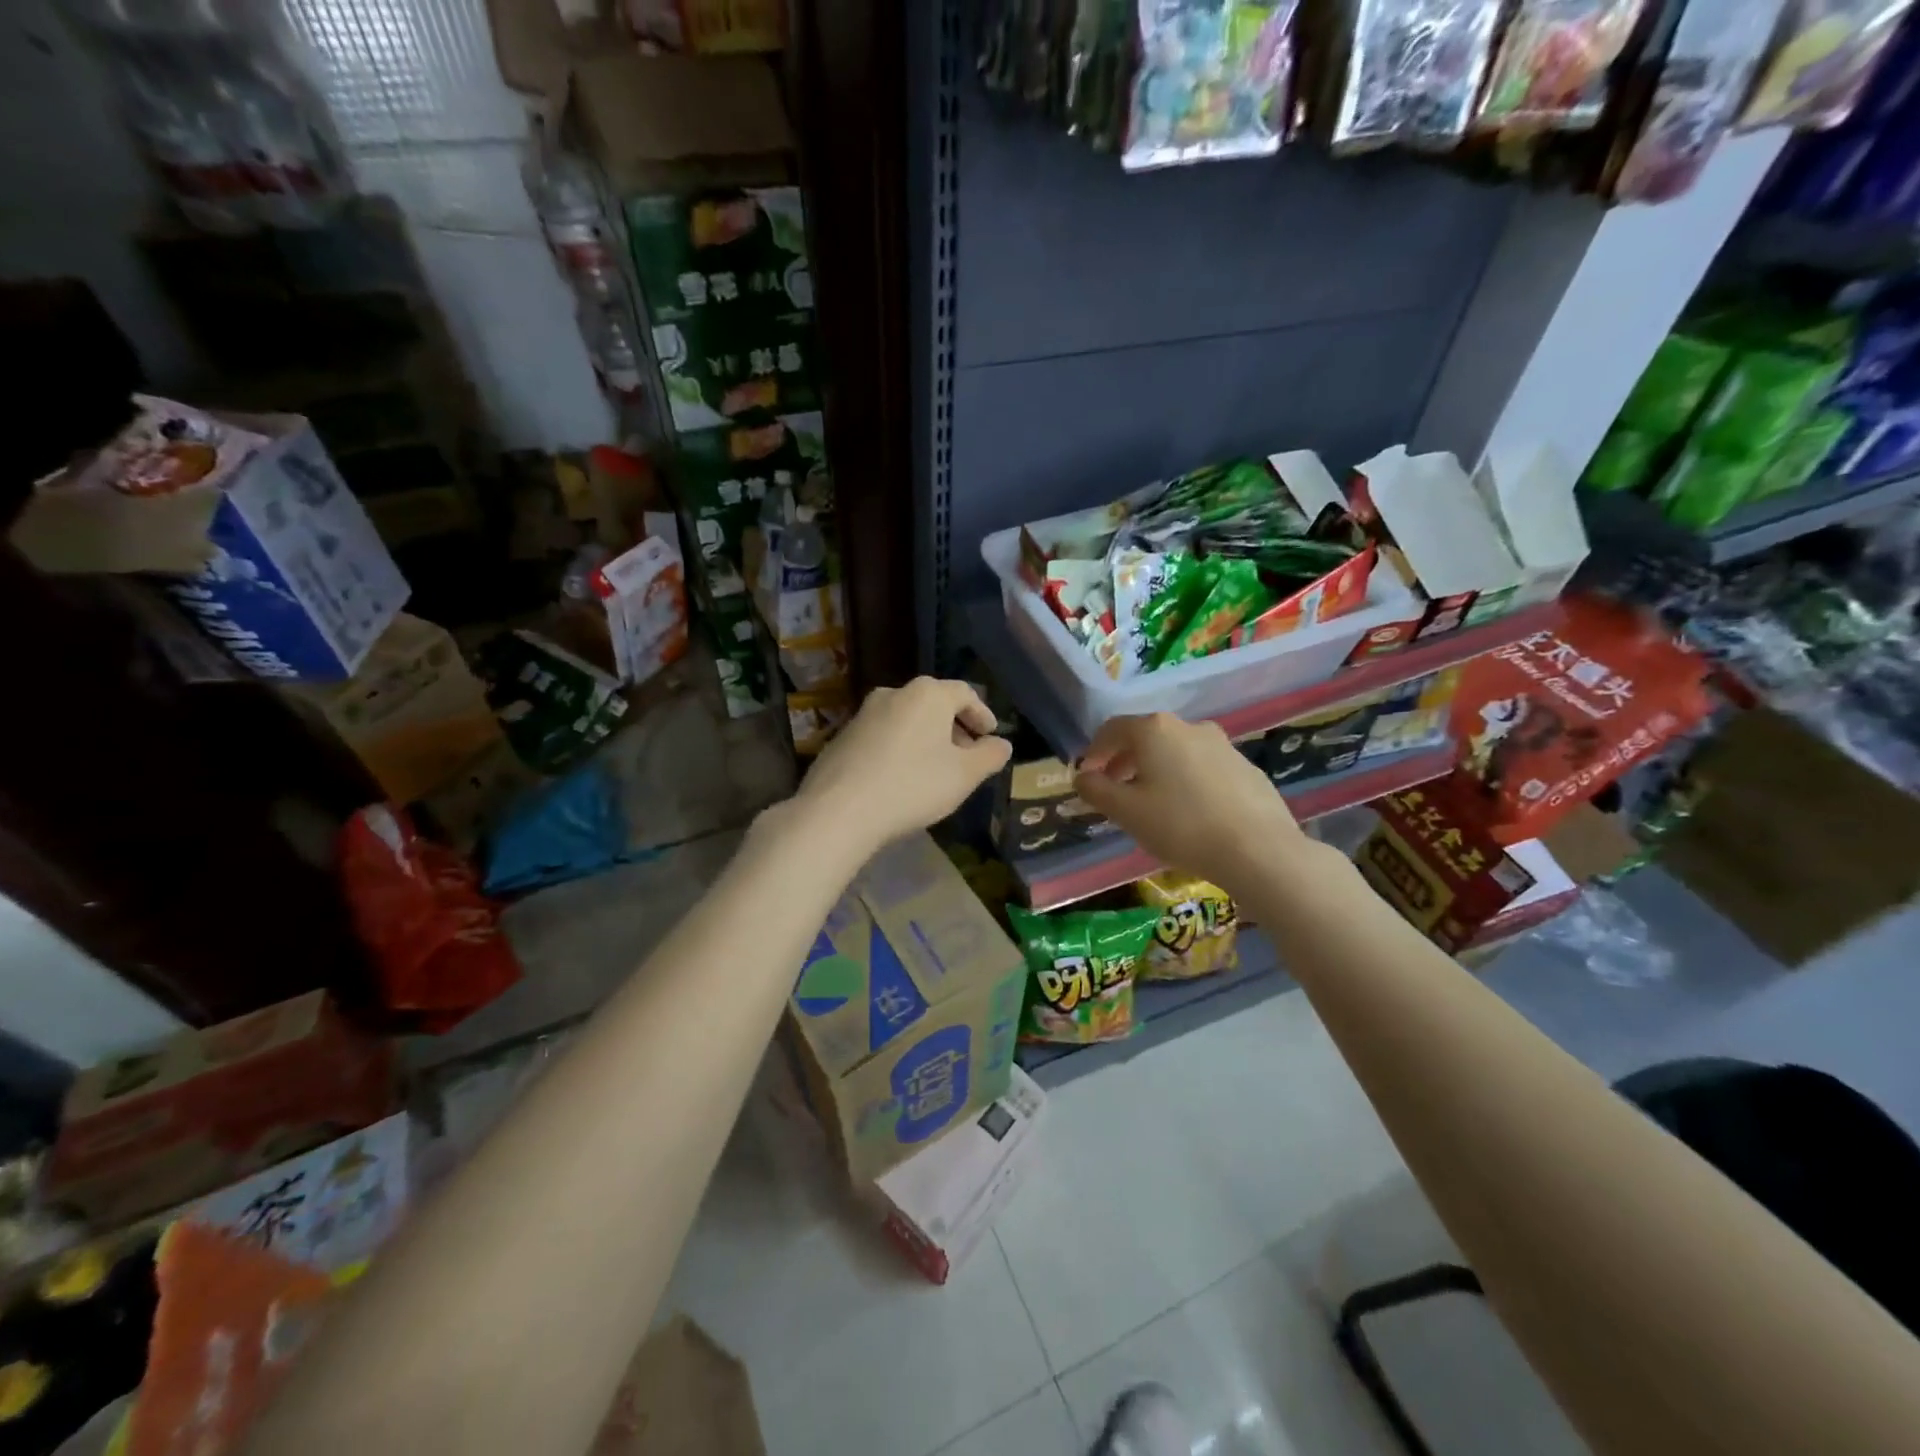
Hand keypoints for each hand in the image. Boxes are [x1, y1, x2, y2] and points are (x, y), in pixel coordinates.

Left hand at [795, 677, 1012, 855]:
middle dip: (954, 727)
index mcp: (927, 694)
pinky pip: (883, 735)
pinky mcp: (842, 736)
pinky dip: (900, 748)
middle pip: (934, 704)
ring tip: (935, 769)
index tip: (991, 736)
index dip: (982, 714)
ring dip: (926, 738)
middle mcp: (894, 693)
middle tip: (966, 755)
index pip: (965, 693)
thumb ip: (989, 756)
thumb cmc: (913, 786)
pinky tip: (901, 778)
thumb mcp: (964, 775)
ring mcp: (863, 713)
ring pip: (907, 719)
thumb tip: (1002, 744)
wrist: (839, 810)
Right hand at [1074, 713, 1309, 895]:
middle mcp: (1189, 727)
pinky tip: (1190, 812)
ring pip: (1177, 751)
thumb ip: (1096, 790)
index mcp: (1155, 730)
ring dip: (1157, 770)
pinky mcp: (1246, 767)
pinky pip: (1204, 768)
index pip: (1113, 729)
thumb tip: (1082, 777)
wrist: (1257, 849)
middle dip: (1125, 761)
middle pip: (1146, 737)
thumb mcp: (1126, 811)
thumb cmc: (1180, 825)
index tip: (1087, 776)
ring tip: (1152, 803)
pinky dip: (1187, 781)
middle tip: (1115, 790)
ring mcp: (1223, 745)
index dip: (1095, 751)